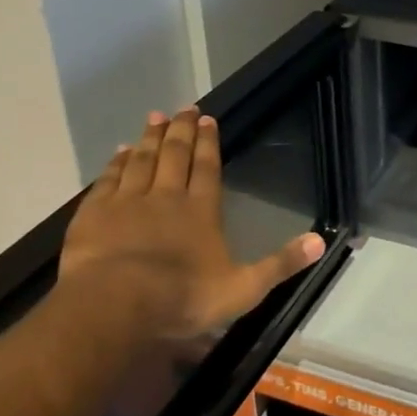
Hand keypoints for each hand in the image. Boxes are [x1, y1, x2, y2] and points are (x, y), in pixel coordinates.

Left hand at [56, 108, 325, 346]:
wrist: (115, 307)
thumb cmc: (182, 298)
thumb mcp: (243, 288)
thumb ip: (281, 263)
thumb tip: (321, 241)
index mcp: (201, 210)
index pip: (207, 167)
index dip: (208, 142)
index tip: (207, 118)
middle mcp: (166, 196)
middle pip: (174, 155)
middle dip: (180, 130)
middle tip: (183, 108)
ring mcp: (127, 203)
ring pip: (142, 161)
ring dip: (149, 138)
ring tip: (154, 118)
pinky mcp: (94, 215)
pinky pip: (108, 180)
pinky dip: (115, 163)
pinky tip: (119, 152)